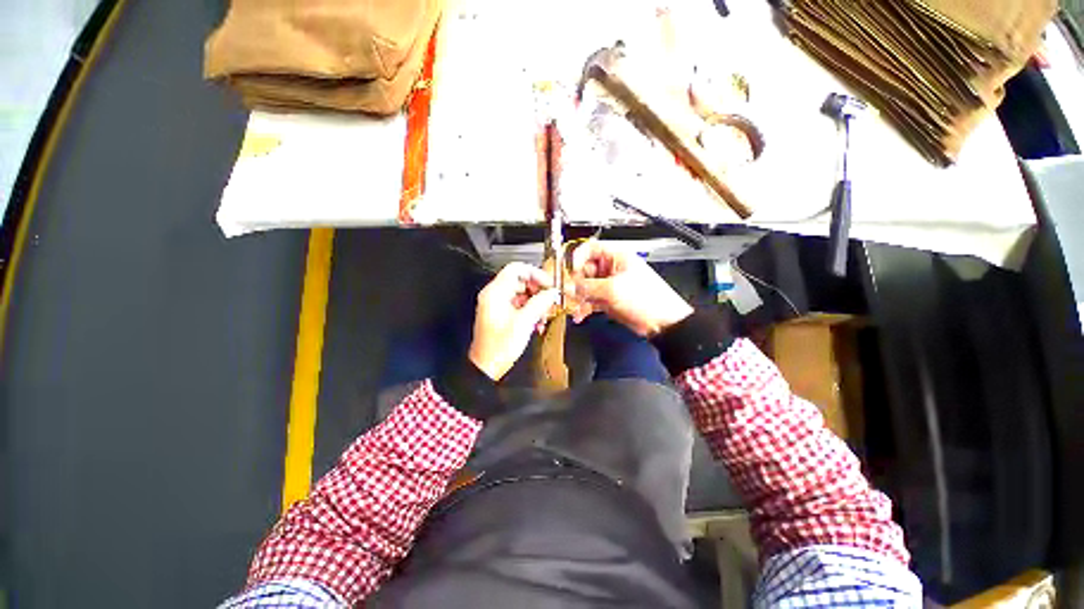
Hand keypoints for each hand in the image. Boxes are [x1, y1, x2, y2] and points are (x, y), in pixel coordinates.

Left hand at [469, 262, 558, 380]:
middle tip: (550, 298)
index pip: (516, 269)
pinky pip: (519, 304)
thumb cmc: (499, 347)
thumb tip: (552, 292)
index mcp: (495, 292)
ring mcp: (497, 304)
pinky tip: (537, 321)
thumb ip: (540, 303)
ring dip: (535, 301)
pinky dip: (530, 309)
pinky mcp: (501, 314)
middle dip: (537, 289)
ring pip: (521, 293)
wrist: (487, 366)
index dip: (535, 273)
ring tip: (545, 313)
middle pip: (520, 280)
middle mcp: (494, 295)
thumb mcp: (524, 322)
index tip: (548, 283)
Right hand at [570, 240, 692, 336]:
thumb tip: (570, 286)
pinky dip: (584, 307)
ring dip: (578, 296)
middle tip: (570, 291)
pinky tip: (580, 314)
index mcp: (616, 257)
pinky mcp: (608, 300)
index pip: (590, 249)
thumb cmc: (649, 299)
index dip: (578, 257)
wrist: (662, 322)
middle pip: (585, 269)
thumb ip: (588, 287)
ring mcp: (609, 285)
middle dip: (576, 281)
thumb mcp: (613, 289)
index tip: (571, 270)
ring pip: (586, 287)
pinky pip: (590, 300)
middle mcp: (611, 269)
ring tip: (575, 305)